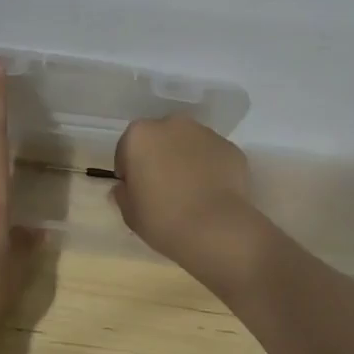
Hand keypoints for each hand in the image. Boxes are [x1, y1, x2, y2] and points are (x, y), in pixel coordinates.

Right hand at [112, 117, 266, 282]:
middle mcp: (172, 124)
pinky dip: (210, 167)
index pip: (127, 149)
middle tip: (163, 188)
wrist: (217, 229)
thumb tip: (125, 188)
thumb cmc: (163, 219)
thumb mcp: (130, 213)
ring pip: (188, 144)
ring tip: (191, 191)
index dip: (130, 171)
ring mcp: (205, 133)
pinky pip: (212, 155)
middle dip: (159, 157)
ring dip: (185, 159)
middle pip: (159, 139)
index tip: (136, 191)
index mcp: (140, 135)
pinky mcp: (230, 147)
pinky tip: (212, 193)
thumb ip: (123, 194)